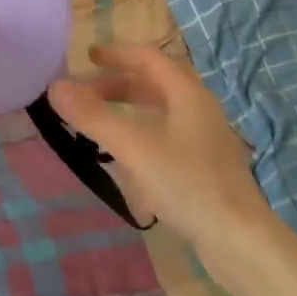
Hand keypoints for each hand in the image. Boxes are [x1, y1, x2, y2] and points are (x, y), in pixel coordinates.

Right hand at [46, 45, 270, 249]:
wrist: (241, 241)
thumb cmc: (187, 184)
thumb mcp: (134, 147)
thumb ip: (93, 116)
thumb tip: (55, 86)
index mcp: (187, 93)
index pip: (148, 58)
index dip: (116, 54)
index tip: (87, 58)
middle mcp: (200, 108)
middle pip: (156, 83)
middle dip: (119, 84)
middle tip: (87, 94)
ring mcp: (207, 138)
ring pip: (163, 110)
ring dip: (131, 109)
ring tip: (103, 124)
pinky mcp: (208, 165)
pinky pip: (169, 134)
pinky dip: (144, 133)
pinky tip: (130, 160)